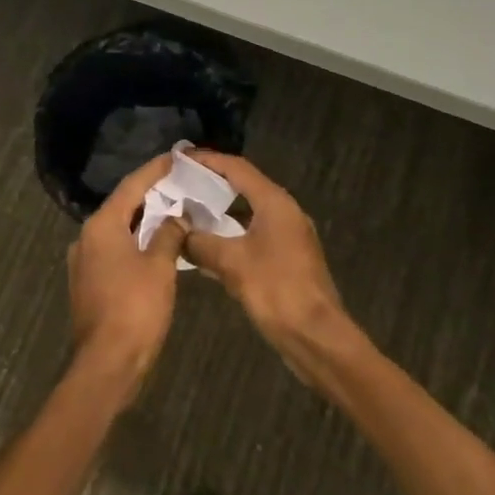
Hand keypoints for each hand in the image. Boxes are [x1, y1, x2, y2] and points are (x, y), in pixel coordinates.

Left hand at [67, 154, 187, 394]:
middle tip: (178, 182)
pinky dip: (136, 242)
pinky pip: (115, 250)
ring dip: (144, 220)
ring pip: (118, 230)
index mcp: (101, 226)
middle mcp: (87, 238)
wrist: (107, 363)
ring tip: (173, 210)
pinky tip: (157, 244)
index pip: (131, 186)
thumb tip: (177, 217)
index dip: (155, 170)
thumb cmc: (135, 308)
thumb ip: (168, 234)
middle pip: (122, 206)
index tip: (176, 157)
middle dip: (150, 194)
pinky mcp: (89, 283)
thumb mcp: (160, 267)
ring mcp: (84, 262)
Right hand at [181, 152, 356, 376]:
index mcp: (275, 203)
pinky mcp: (285, 260)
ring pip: (247, 214)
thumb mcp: (232, 263)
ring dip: (219, 212)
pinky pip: (251, 236)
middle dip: (211, 184)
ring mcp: (287, 237)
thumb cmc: (276, 290)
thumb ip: (201, 242)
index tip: (180, 157)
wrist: (316, 336)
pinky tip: (206, 247)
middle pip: (243, 187)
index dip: (207, 160)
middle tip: (179, 182)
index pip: (237, 168)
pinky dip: (229, 236)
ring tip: (186, 211)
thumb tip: (177, 232)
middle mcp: (284, 212)